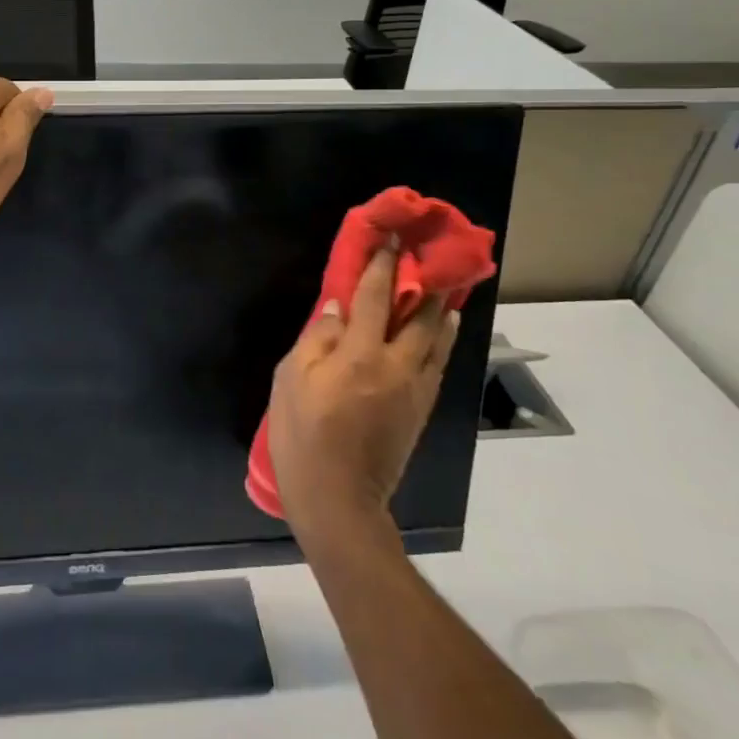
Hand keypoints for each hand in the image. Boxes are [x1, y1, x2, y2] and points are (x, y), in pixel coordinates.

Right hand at [267, 243, 459, 537]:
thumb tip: (337, 307)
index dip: (381, 265)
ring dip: (442, 308)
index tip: (390, 238)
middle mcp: (396, 366)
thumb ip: (315, 339)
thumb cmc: (303, 437)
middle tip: (427, 257)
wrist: (338, 499)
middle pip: (419, 315)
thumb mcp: (291, 381)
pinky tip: (443, 329)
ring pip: (438, 339)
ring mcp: (414, 389)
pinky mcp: (421, 410)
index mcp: (359, 355)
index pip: (374, 298)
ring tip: (448, 287)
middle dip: (423, 282)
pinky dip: (443, 340)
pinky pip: (438, 363)